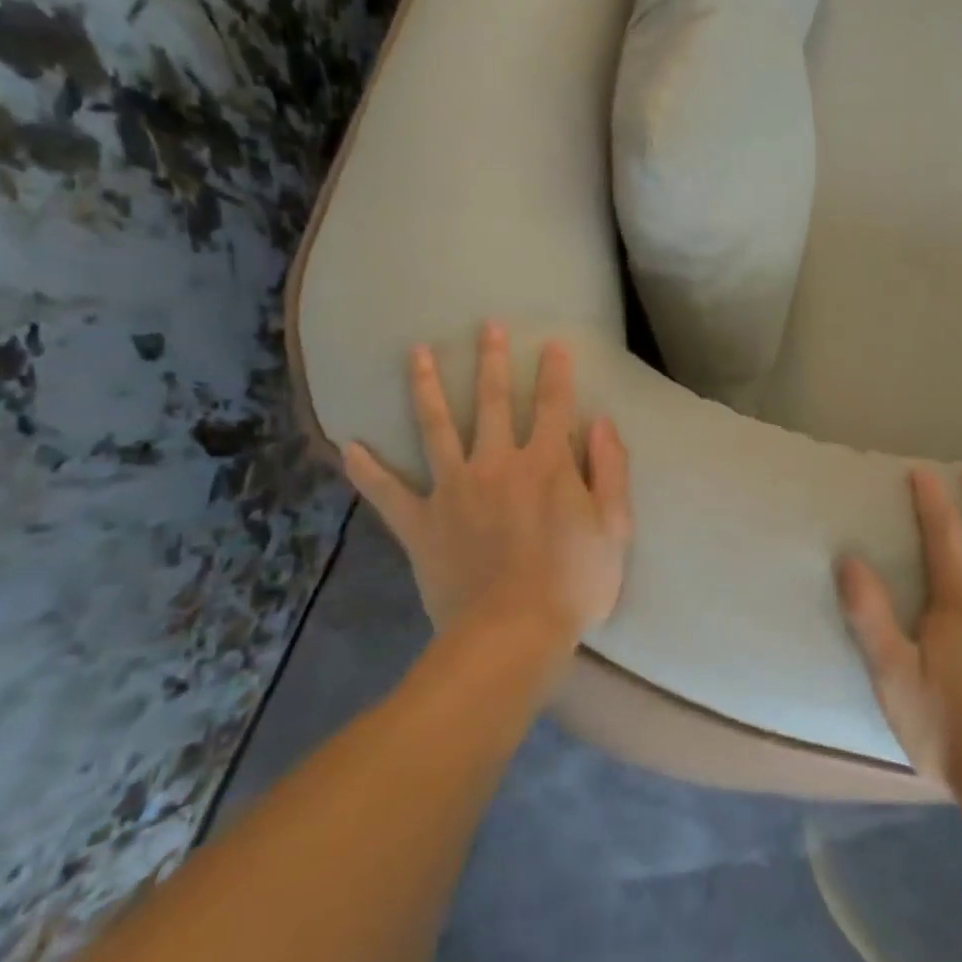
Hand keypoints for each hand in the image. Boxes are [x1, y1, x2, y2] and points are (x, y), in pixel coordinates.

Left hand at [345, 323, 632, 644]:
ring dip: (427, 387)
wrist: (510, 636)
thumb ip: (610, 469)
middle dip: (491, 361)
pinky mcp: (421, 523)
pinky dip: (366, 471)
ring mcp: (453, 490)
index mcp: (546, 464)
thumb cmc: (573, 584)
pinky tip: (348, 446)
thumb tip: (601, 421)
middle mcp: (497, 463)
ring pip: (436, 428)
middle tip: (486, 325)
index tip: (552, 343)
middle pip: (493, 402)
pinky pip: (387, 493)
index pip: (554, 404)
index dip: (556, 371)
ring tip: (416, 352)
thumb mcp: (614, 528)